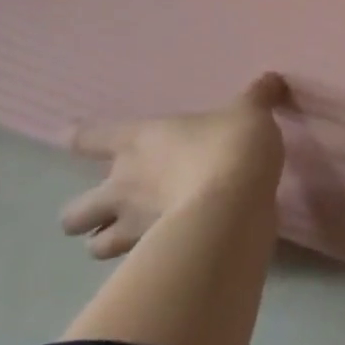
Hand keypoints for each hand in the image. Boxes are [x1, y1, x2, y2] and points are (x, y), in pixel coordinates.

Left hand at [61, 72, 286, 258]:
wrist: (232, 203)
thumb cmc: (230, 145)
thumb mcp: (250, 112)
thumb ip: (256, 97)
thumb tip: (272, 79)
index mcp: (138, 141)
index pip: (89, 139)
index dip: (80, 138)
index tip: (74, 138)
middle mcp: (122, 185)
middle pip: (73, 212)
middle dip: (85, 214)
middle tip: (112, 208)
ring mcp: (133, 226)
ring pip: (94, 248)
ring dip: (108, 243)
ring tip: (132, 237)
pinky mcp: (152, 255)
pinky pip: (134, 265)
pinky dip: (144, 261)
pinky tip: (166, 251)